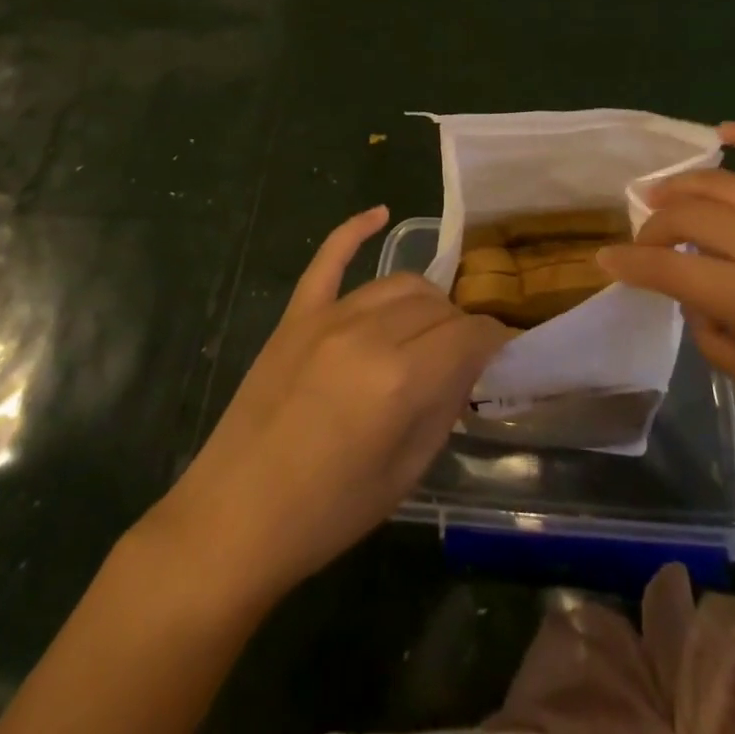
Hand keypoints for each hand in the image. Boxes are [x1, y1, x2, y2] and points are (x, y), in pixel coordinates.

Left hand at [155, 207, 511, 598]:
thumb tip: (469, 365)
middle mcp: (368, 334)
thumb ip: (444, 407)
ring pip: (397, 283)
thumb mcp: (404, 473)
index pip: (468, 335)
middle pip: (436, 305)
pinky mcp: (296, 314)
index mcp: (400, 380)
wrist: (232, 520)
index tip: (502, 349)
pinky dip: (355, 229)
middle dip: (459, 324)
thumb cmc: (326, 513)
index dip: (494, 339)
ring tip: (430, 327)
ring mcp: (327, 317)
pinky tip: (380, 213)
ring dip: (425, 300)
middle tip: (461, 355)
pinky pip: (329, 258)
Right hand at [598, 122, 734, 472]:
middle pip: (689, 215)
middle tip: (643, 241)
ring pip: (725, 185)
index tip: (604, 261)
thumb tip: (699, 301)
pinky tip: (728, 133)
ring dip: (684, 186)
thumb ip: (717, 339)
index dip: (629, 264)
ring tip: (661, 193)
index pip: (668, 268)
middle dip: (653, 225)